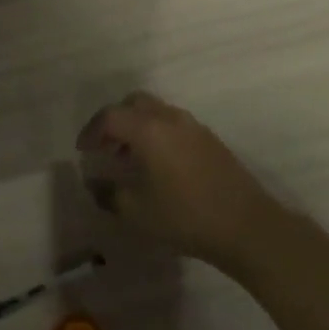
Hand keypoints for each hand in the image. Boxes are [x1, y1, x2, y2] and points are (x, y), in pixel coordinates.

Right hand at [76, 92, 287, 270]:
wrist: (246, 226)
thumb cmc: (185, 216)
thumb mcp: (136, 211)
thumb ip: (109, 193)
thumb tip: (93, 182)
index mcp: (149, 130)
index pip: (111, 117)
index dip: (91, 131)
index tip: (83, 151)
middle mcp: (170, 118)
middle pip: (134, 103)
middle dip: (114, 121)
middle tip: (104, 147)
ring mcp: (194, 127)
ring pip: (156, 112)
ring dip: (137, 127)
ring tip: (128, 158)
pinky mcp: (210, 140)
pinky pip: (174, 124)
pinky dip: (157, 133)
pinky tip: (157, 165)